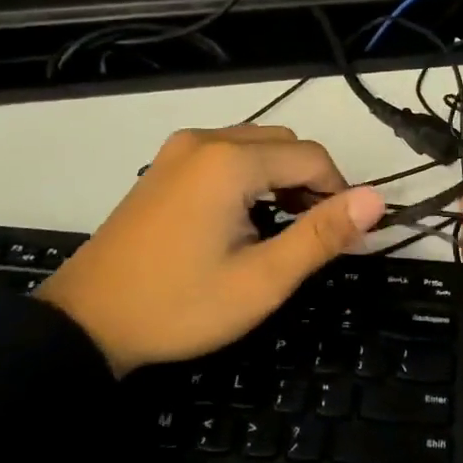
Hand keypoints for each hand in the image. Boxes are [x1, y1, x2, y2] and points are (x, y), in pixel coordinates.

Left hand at [37, 127, 383, 375]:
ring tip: (283, 229)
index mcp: (230, 161)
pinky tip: (244, 217)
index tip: (345, 237)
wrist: (86, 322)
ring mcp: (179, 149)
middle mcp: (205, 139)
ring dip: (282, 177)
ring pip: (256, 145)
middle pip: (285, 144)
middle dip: (311, 182)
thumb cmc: (179, 306)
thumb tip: (376, 200)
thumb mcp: (261, 280)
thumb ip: (321, 236)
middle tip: (312, 237)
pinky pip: (226, 153)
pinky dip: (250, 176)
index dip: (340, 193)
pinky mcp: (164, 165)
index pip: (313, 157)